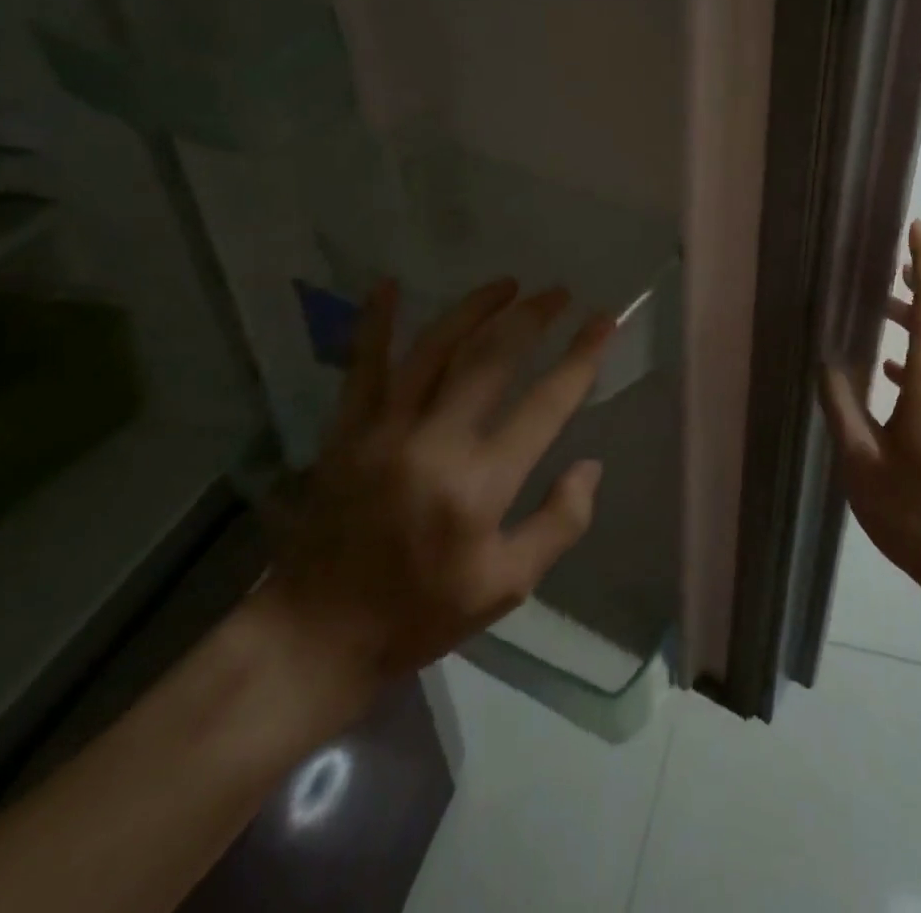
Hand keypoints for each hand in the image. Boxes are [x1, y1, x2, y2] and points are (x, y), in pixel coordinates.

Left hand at [261, 278, 612, 704]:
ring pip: (436, 348)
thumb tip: (590, 466)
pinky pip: (363, 365)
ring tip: (507, 284)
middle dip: (532, 318)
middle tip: (559, 293)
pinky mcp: (347, 430)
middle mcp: (435, 443)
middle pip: (492, 359)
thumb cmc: (420, 613)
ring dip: (475, 308)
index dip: (581, 357)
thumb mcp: (506, 588)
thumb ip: (558, 524)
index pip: (545, 404)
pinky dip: (376, 322)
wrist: (315, 636)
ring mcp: (385, 430)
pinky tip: (388, 283)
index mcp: (480, 486)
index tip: (605, 321)